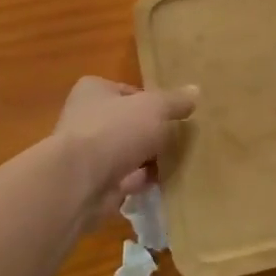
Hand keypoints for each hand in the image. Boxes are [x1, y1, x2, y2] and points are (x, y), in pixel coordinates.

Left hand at [53, 76, 197, 222]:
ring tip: (177, 162)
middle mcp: (86, 119)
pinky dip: (141, 182)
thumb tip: (195, 91)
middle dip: (152, 134)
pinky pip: (125, 179)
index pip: (129, 92)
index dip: (152, 102)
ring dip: (149, 160)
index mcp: (93, 91)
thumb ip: (175, 101)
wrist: (80, 182)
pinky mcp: (92, 183)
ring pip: (127, 153)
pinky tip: (163, 183)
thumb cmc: (115, 130)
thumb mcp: (154, 107)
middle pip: (128, 124)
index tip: (173, 115)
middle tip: (180, 140)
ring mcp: (88, 154)